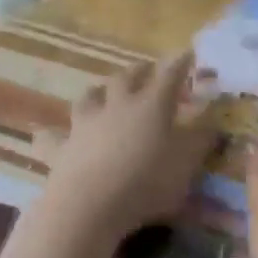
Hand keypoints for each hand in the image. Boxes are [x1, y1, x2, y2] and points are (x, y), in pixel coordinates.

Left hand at [41, 52, 217, 239]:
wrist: (89, 206)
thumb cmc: (148, 182)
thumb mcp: (187, 164)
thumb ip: (201, 140)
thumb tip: (212, 121)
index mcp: (151, 105)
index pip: (169, 75)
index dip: (180, 63)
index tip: (188, 52)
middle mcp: (116, 106)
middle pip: (126, 78)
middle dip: (139, 71)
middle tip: (147, 69)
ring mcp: (84, 126)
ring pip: (89, 97)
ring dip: (98, 91)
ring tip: (102, 91)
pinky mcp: (60, 150)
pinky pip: (51, 138)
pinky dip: (50, 135)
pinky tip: (45, 135)